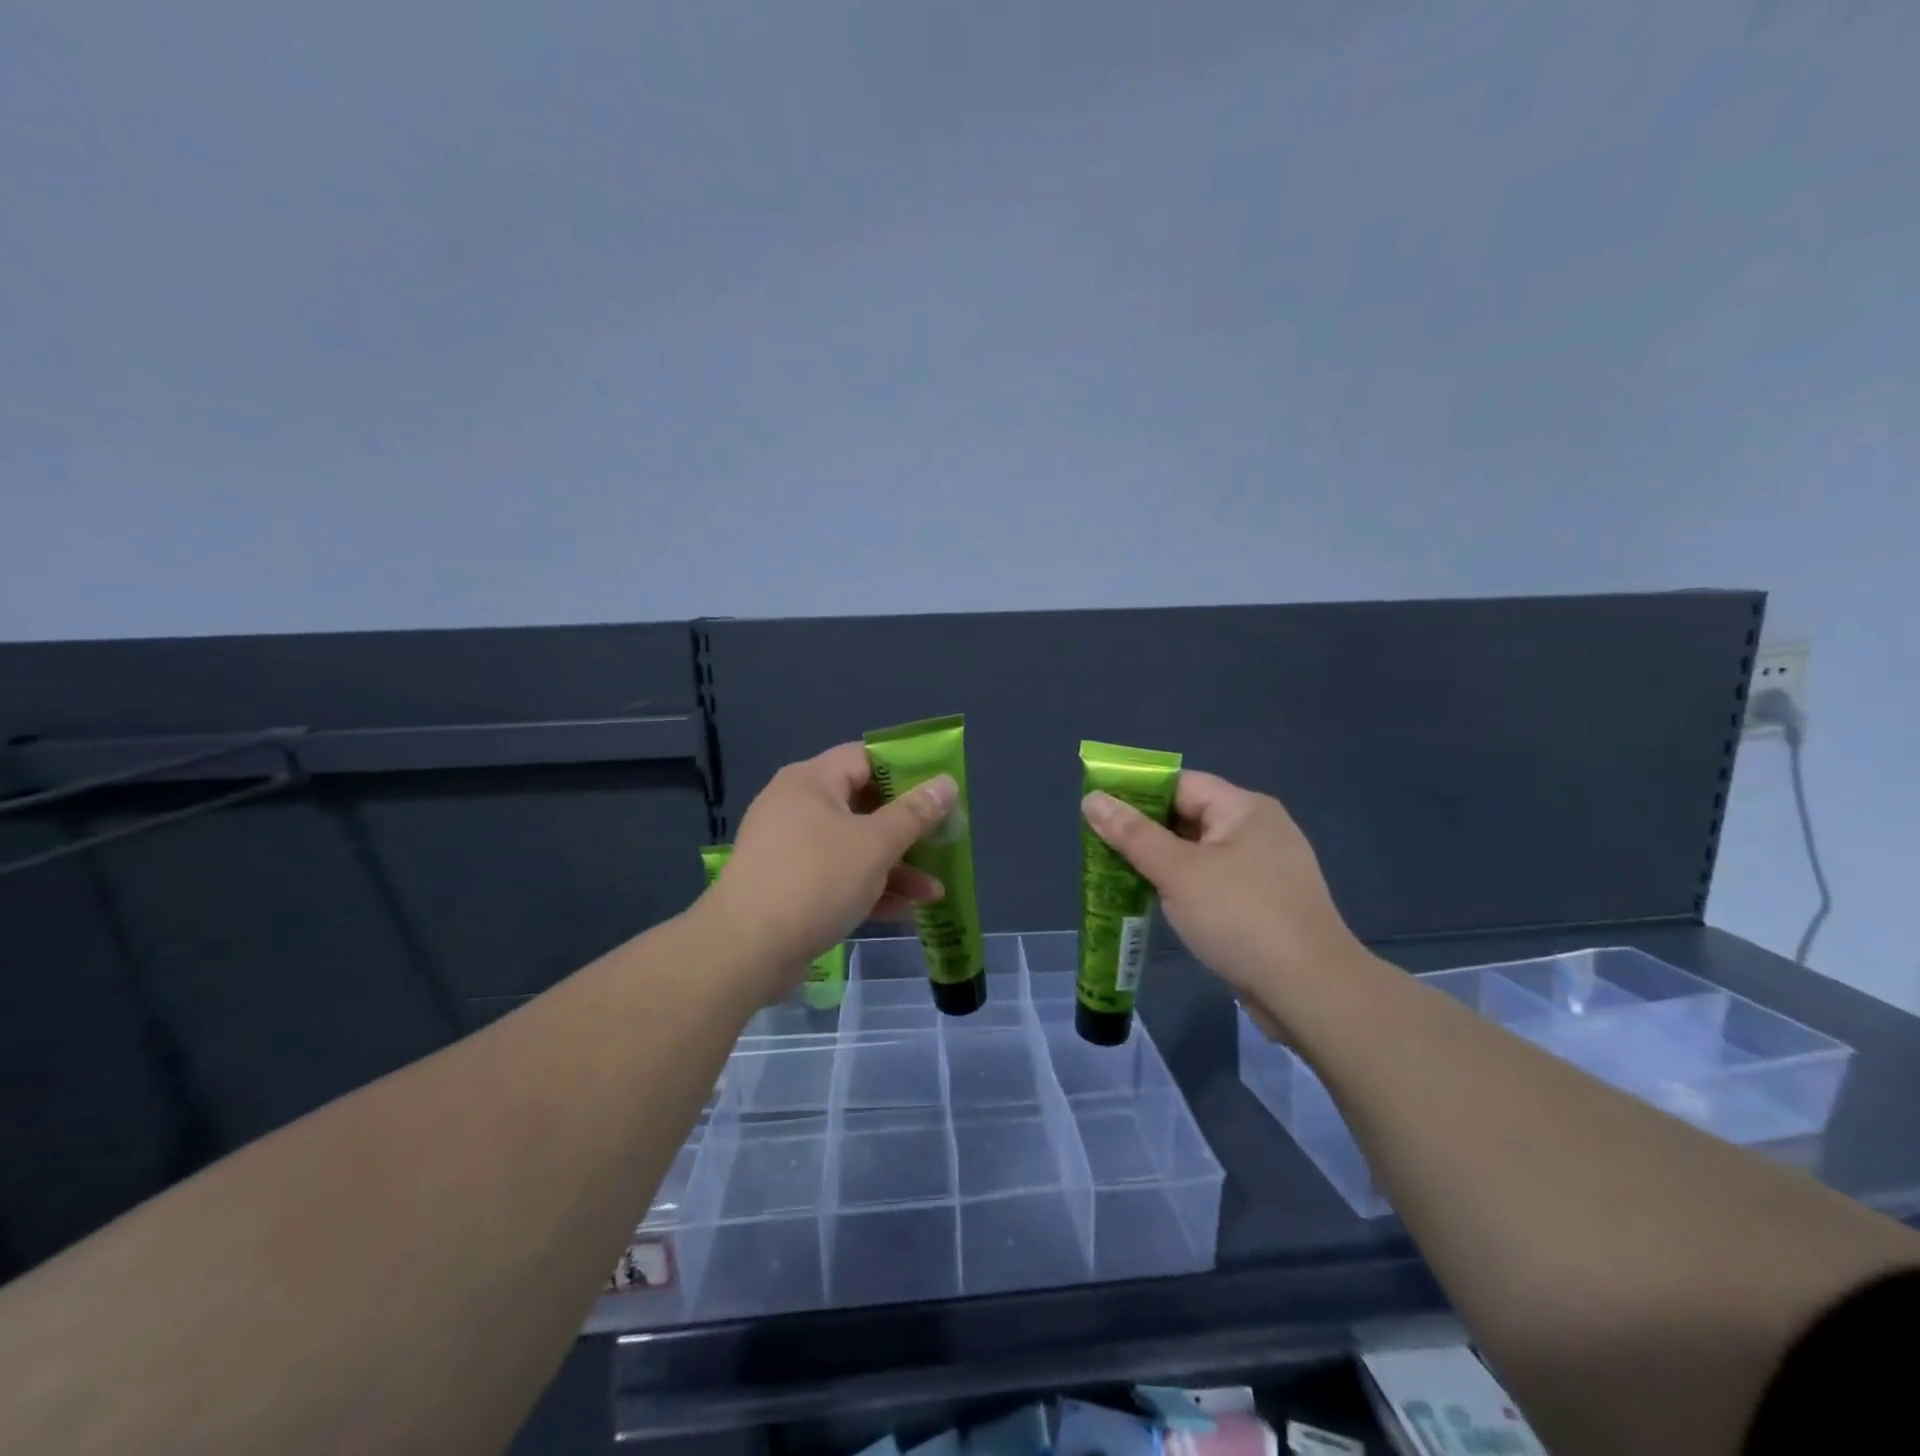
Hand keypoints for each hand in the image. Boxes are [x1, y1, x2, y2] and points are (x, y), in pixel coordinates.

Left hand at [701, 742, 955, 998]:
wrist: (745, 950)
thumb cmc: (815, 880)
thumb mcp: (875, 844)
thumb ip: (915, 814)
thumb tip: (947, 783)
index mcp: (812, 781)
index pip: (865, 758)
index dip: (906, 771)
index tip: (939, 792)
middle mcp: (797, 807)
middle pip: (863, 805)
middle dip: (907, 830)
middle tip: (943, 842)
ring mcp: (791, 849)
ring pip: (853, 847)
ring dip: (895, 867)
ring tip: (934, 892)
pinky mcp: (788, 887)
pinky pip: (837, 877)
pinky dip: (869, 889)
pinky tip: (905, 911)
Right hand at [1081, 770, 1366, 1037]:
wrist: (1311, 992)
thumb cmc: (1240, 917)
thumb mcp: (1177, 871)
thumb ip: (1132, 834)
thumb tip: (1092, 799)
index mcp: (1244, 809)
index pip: (1180, 784)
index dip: (1137, 793)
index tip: (1097, 810)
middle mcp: (1259, 830)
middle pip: (1189, 817)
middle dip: (1144, 832)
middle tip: (1099, 846)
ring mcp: (1266, 870)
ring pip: (1199, 854)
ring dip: (1161, 863)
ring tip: (1118, 874)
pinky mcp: (1266, 905)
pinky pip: (1214, 883)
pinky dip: (1184, 888)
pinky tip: (1157, 903)